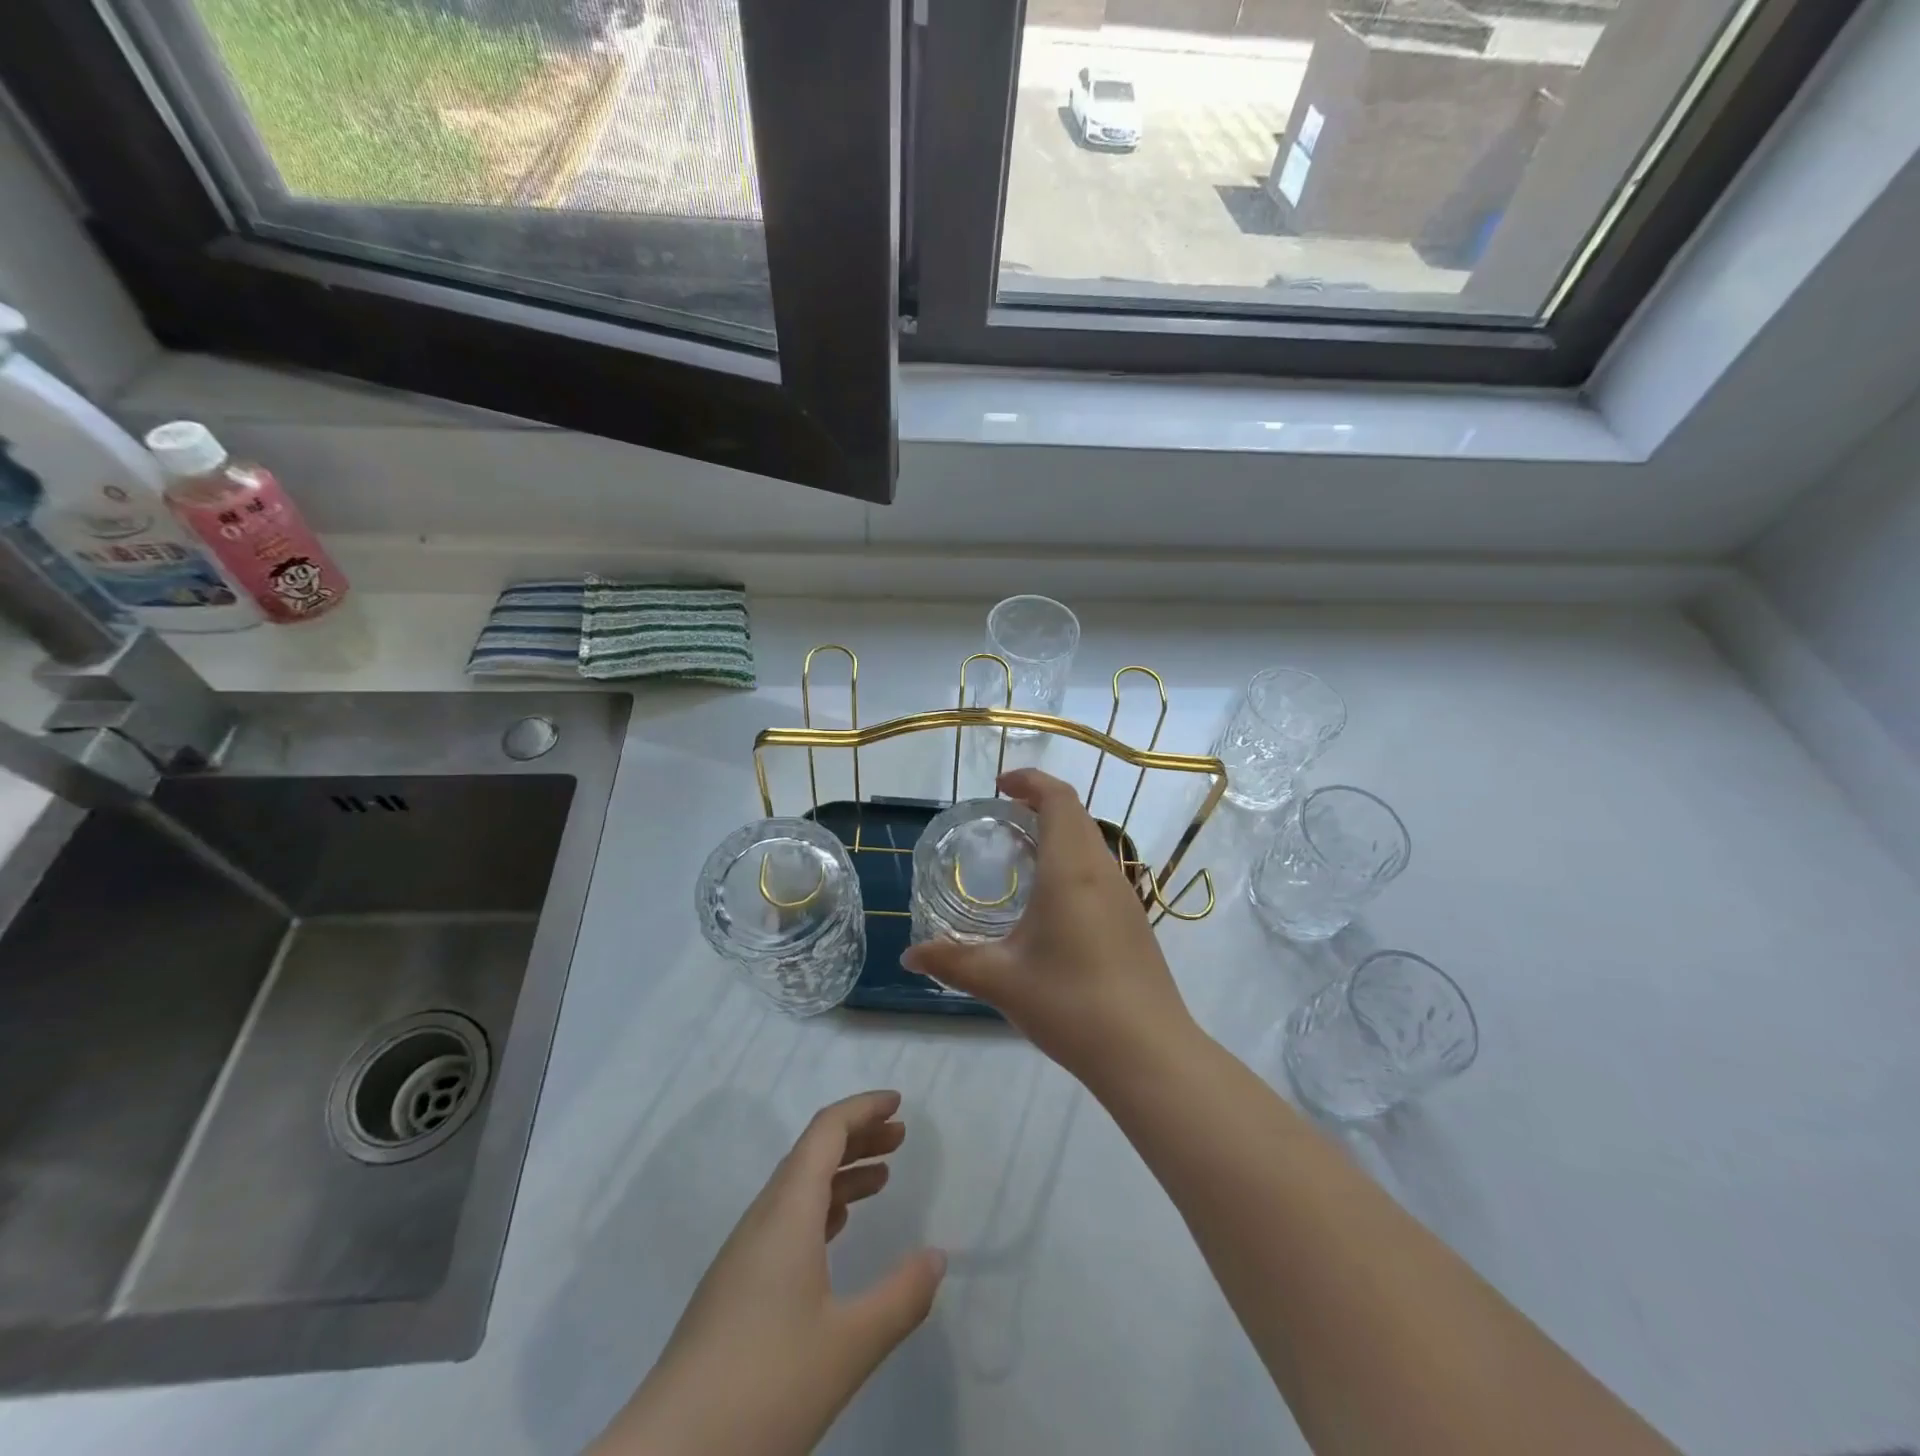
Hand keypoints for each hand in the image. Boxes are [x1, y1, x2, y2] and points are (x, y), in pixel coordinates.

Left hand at [591, 1091, 945, 1455]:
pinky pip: (785, 1220)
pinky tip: (836, 1232)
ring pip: (797, 1188)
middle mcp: (762, 1219)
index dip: (863, 1109)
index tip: (898, 1103)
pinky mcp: (733, 1288)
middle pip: (811, 1153)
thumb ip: (901, 1297)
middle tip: (900, 1137)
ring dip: (840, 1173)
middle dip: (857, 1137)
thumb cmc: (764, 1387)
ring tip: (881, 1179)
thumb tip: (937, 1257)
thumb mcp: (849, 1346)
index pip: (826, 1131)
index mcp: (787, 1212)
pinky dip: (820, 1208)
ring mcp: (743, 1254)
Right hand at [901, 768, 1200, 1088]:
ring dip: (1059, 832)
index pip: (1058, 799)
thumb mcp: (1001, 981)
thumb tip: (909, 956)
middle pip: (1076, 814)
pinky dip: (1072, 860)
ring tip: (1020, 854)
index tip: (999, 786)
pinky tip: (1050, 900)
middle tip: (1003, 816)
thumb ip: (952, 962)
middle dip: (1040, 802)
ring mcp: (1124, 896)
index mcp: (1071, 870)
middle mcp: (1102, 872)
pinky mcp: (1133, 921)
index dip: (1031, 781)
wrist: (1147, 1053)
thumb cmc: (1071, 1004)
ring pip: (1091, 842)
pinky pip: (1100, 870)